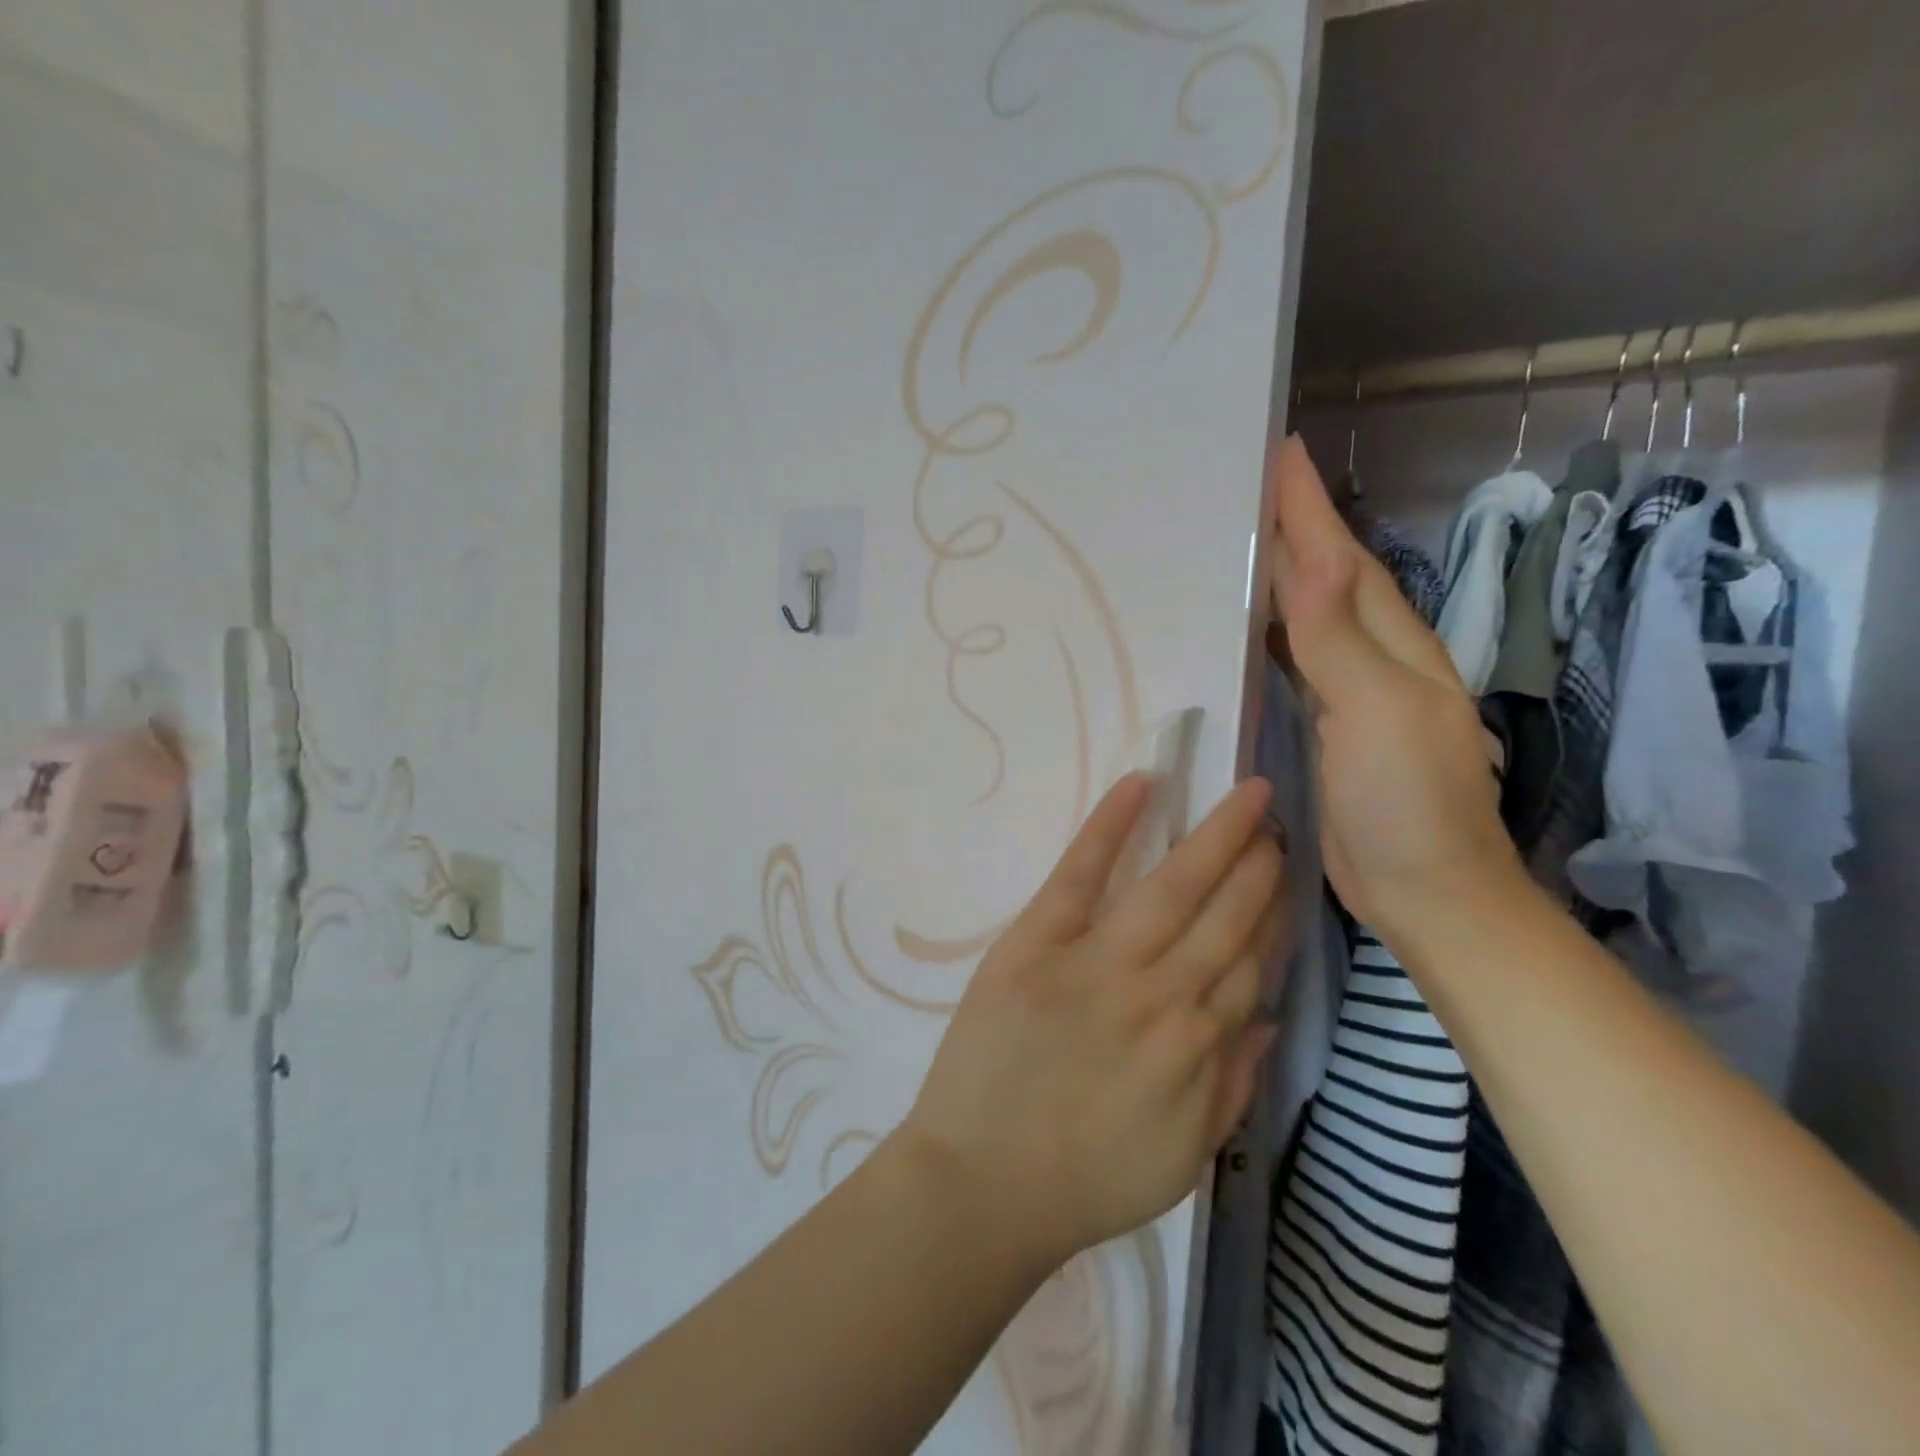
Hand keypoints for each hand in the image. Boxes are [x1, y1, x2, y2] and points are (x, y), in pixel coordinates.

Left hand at [898, 775, 1285, 1268]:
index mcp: (1197, 1046)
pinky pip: (1079, 876)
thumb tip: (1270, 1019)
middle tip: (1277, 819)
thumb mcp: (1184, 1157)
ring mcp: (1097, 963)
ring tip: (1245, 798)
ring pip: (1171, 889)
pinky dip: (1109, 828)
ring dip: (1214, 839)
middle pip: (1224, 917)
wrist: (983, 1185)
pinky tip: (1140, 785)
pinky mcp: (1035, 944)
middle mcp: (1160, 995)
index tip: (1289, 877)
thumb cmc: (1085, 1179)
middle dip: (1257, 865)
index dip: (1273, 916)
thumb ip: (1234, 1085)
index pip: (1250, 963)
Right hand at [1268, 435, 1522, 935]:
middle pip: (1328, 580)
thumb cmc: (1407, 803)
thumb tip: (1315, 556)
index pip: (1343, 561)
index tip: (1277, 453)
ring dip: (1278, 580)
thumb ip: (1340, 637)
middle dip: (1292, 531)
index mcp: (1394, 646)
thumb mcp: (1377, 712)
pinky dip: (1270, 636)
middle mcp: (1375, 660)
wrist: (1427, 893)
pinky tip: (1243, 632)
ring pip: (1310, 619)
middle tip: (1243, 491)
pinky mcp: (1326, 730)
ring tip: (1235, 547)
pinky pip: (1293, 663)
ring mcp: (1351, 696)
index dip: (1310, 510)